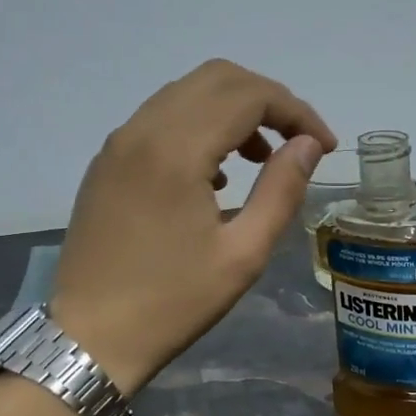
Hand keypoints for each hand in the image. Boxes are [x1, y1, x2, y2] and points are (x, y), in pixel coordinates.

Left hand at [51, 60, 335, 394]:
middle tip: (298, 143)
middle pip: (217, 78)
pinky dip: (202, 126)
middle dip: (268, 101)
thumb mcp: (244, 253)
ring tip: (263, 159)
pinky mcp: (108, 162)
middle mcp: (142, 130)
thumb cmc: (174, 302)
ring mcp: (119, 144)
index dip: (297, 112)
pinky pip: (162, 118)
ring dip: (235, 111)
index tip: (324, 147)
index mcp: (177, 150)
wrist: (90, 337)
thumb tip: (308, 146)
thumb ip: (281, 190)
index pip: (249, 96)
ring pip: (187, 93)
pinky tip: (218, 176)